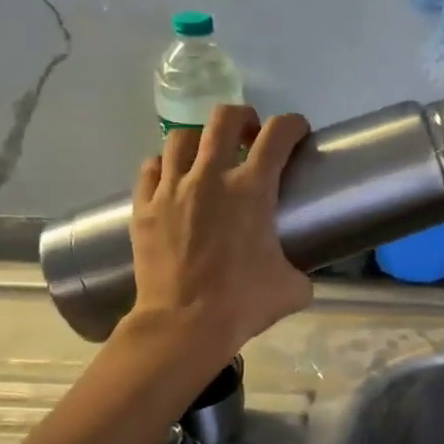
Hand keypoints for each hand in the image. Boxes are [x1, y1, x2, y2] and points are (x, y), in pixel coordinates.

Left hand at [125, 105, 313, 354]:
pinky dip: (165, 166)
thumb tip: (299, 274)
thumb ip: (299, 269)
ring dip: (200, 139)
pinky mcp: (144, 207)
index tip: (297, 131)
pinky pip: (151, 168)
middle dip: (243, 118)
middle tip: (251, 136)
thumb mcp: (292, 287)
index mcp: (253, 189)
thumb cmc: (243, 303)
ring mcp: (172, 189)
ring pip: (181, 137)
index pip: (278, 134)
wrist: (184, 325)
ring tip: (207, 156)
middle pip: (224, 119)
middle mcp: (211, 177)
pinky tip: (173, 180)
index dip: (292, 124)